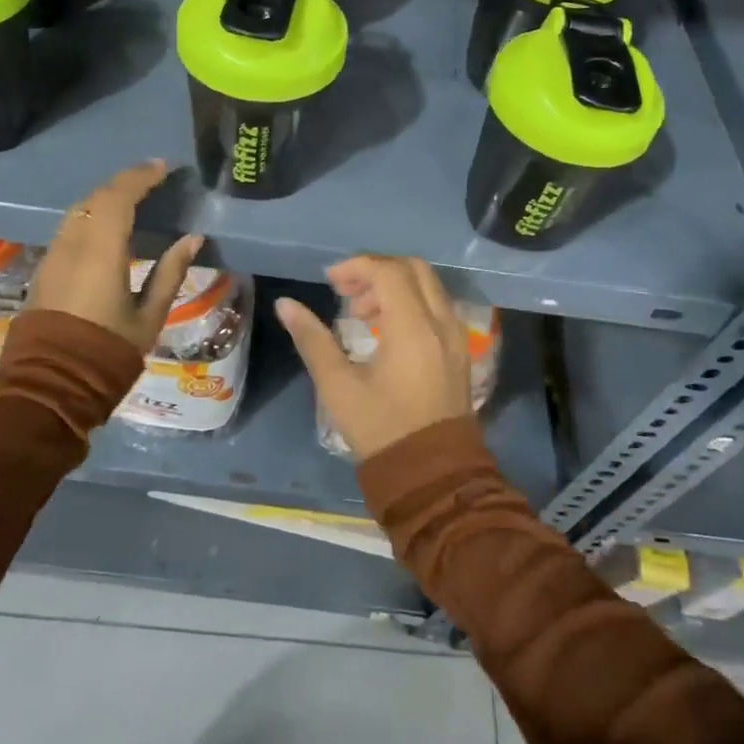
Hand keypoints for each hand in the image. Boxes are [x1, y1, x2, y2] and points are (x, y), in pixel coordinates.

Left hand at [29, 160, 204, 354]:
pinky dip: (92, 215)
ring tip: (132, 197)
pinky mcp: (45, 268)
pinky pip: (71, 227)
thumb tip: (193, 238)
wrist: (50, 384)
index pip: (120, 197)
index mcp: (101, 251)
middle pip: (96, 198)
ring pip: (79, 210)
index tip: (163, 167)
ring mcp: (54, 255)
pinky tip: (108, 225)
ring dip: (105, 197)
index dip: (141, 177)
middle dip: (124, 182)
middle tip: (152, 179)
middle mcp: (73, 244)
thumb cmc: (107, 352)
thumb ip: (170, 272)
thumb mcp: (149, 316)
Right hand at [275, 256, 473, 460]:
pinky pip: (436, 307)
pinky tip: (384, 329)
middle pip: (413, 268)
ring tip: (360, 313)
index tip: (329, 281)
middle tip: (346, 290)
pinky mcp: (459, 351)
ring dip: (394, 286)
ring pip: (428, 286)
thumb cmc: (382, 429)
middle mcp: (441, 323)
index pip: (388, 272)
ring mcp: (455, 337)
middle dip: (377, 270)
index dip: (357, 267)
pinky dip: (410, 302)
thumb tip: (285, 305)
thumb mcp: (338, 386)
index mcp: (413, 328)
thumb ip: (312, 339)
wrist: (433, 476)